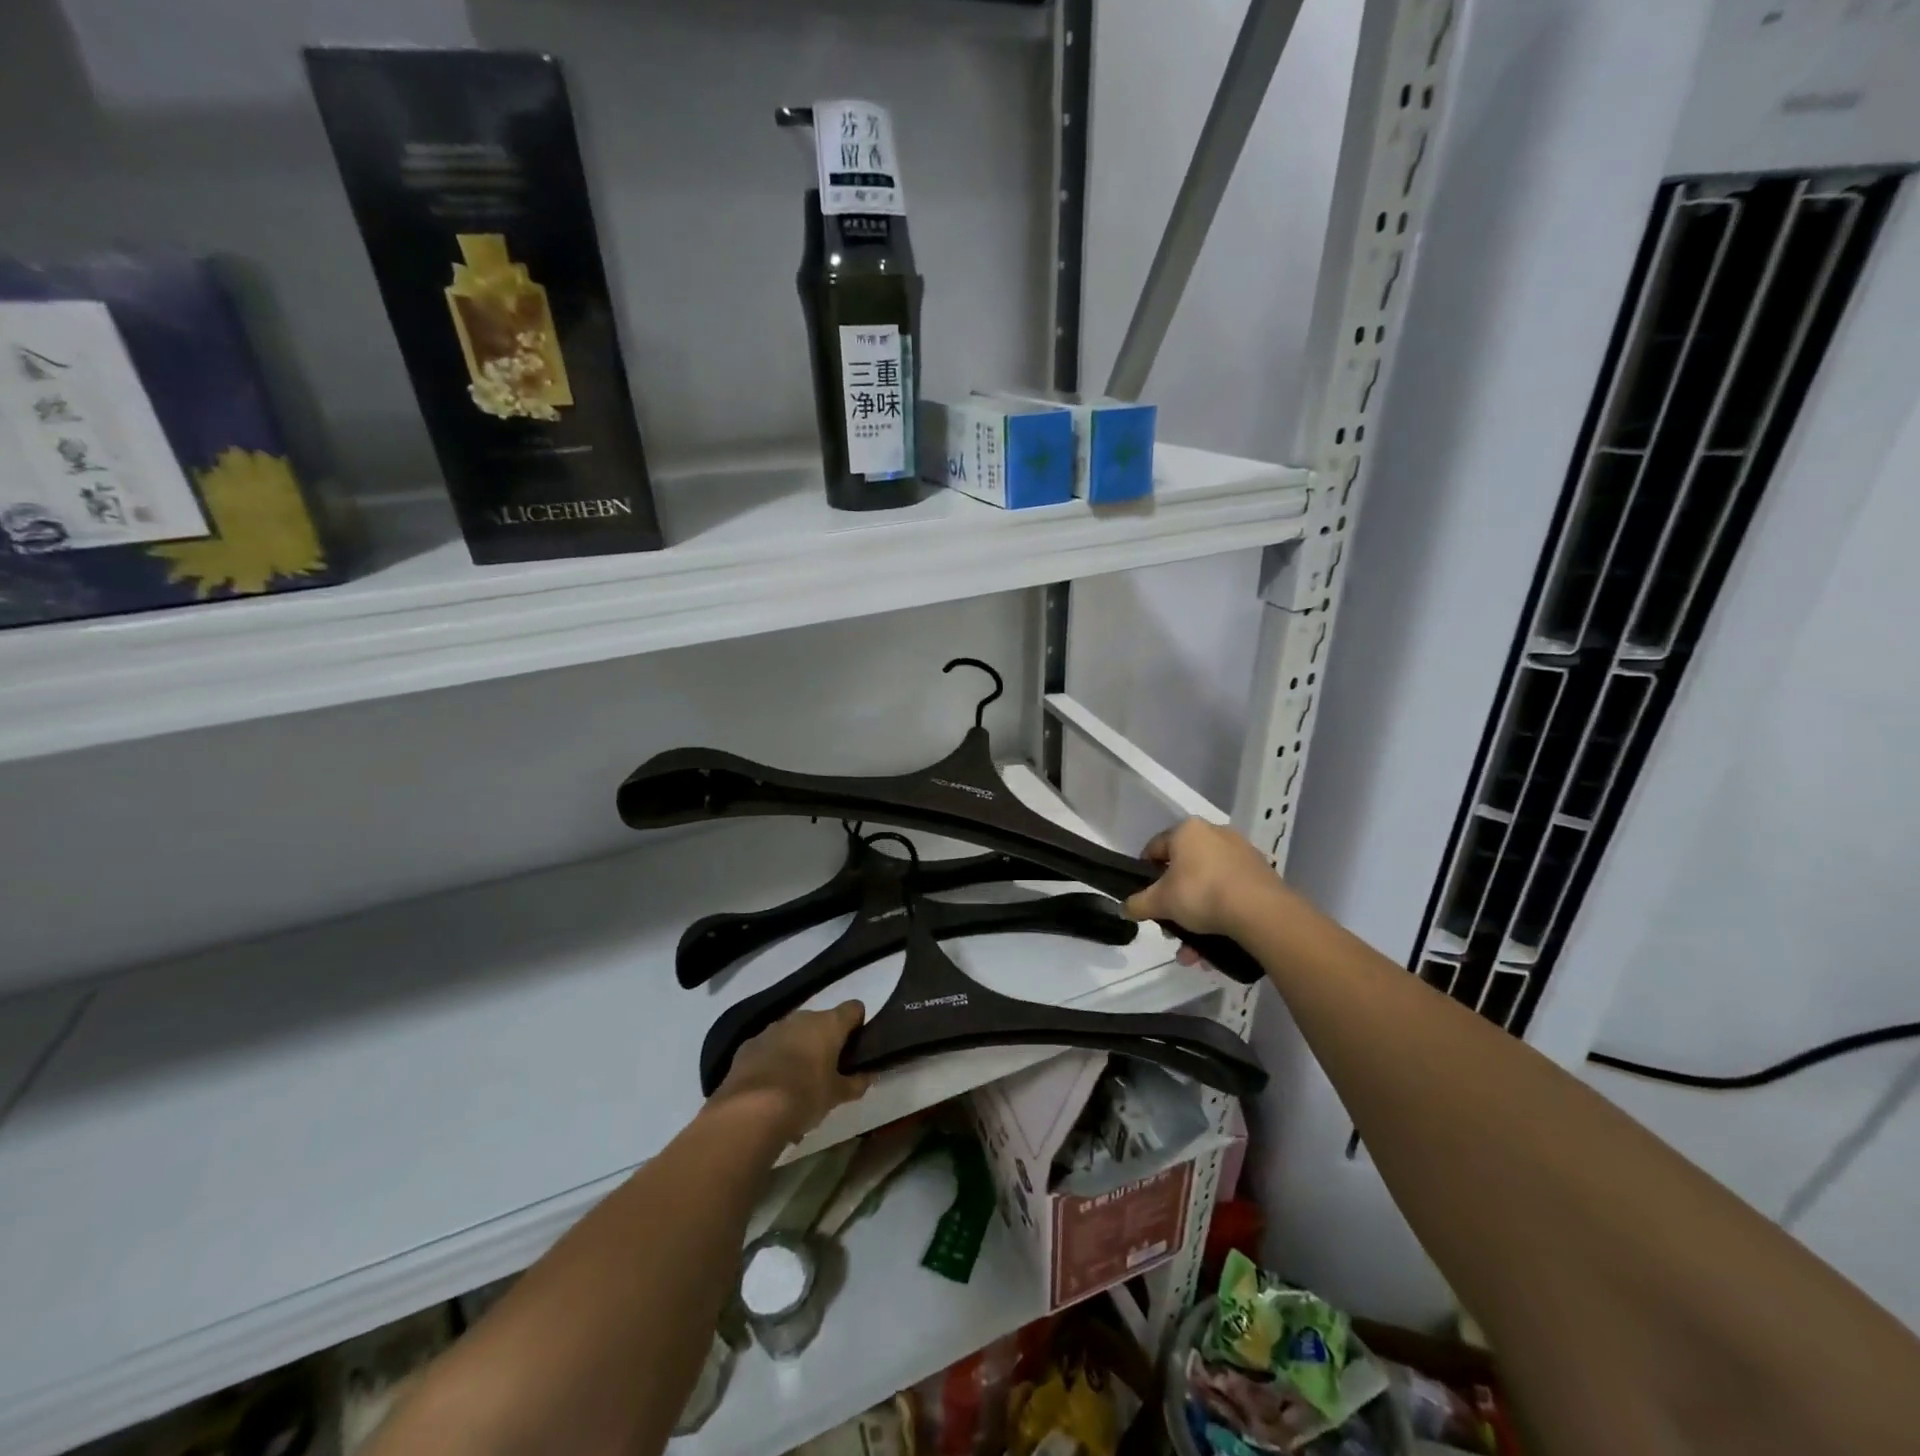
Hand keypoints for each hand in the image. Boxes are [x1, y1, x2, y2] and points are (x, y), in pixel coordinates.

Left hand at [710, 1002, 872, 1146]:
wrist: (750, 1111)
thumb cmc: (804, 1097)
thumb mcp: (836, 1096)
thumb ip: (856, 1083)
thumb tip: (868, 1076)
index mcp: (829, 1024)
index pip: (854, 1009)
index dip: (857, 1025)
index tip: (855, 1048)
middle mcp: (801, 1018)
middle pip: (821, 1021)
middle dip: (825, 1041)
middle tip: (827, 1071)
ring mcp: (772, 1029)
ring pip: (793, 1034)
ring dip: (798, 1050)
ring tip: (796, 1085)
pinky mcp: (748, 1045)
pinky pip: (769, 1048)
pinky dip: (773, 1060)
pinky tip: (771, 1088)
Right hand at [1123, 818, 1284, 953]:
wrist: (1260, 911)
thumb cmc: (1201, 894)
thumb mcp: (1160, 902)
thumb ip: (1138, 903)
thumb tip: (1123, 907)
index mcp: (1187, 831)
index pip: (1155, 848)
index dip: (1145, 873)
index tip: (1145, 897)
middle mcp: (1215, 834)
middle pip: (1183, 871)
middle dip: (1174, 904)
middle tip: (1170, 928)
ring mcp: (1241, 854)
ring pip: (1208, 887)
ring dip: (1196, 919)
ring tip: (1192, 951)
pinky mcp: (1261, 874)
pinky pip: (1230, 895)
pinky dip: (1220, 917)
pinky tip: (1214, 946)